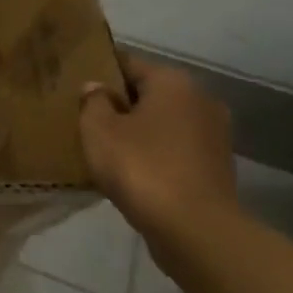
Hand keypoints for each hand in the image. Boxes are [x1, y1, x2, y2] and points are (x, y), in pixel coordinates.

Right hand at [78, 53, 241, 245]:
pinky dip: (155, 155)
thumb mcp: (98, 130)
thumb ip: (92, 102)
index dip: (99, 73)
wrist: (195, 229)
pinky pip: (176, 150)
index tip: (75, 87)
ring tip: (106, 149)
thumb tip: (96, 88)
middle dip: (120, 104)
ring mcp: (214, 134)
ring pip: (163, 123)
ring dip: (138, 132)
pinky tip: (132, 172)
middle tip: (86, 119)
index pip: (127, 63)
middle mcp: (200, 99)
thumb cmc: (141, 167)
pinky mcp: (217, 166)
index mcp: (172, 82)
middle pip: (149, 93)